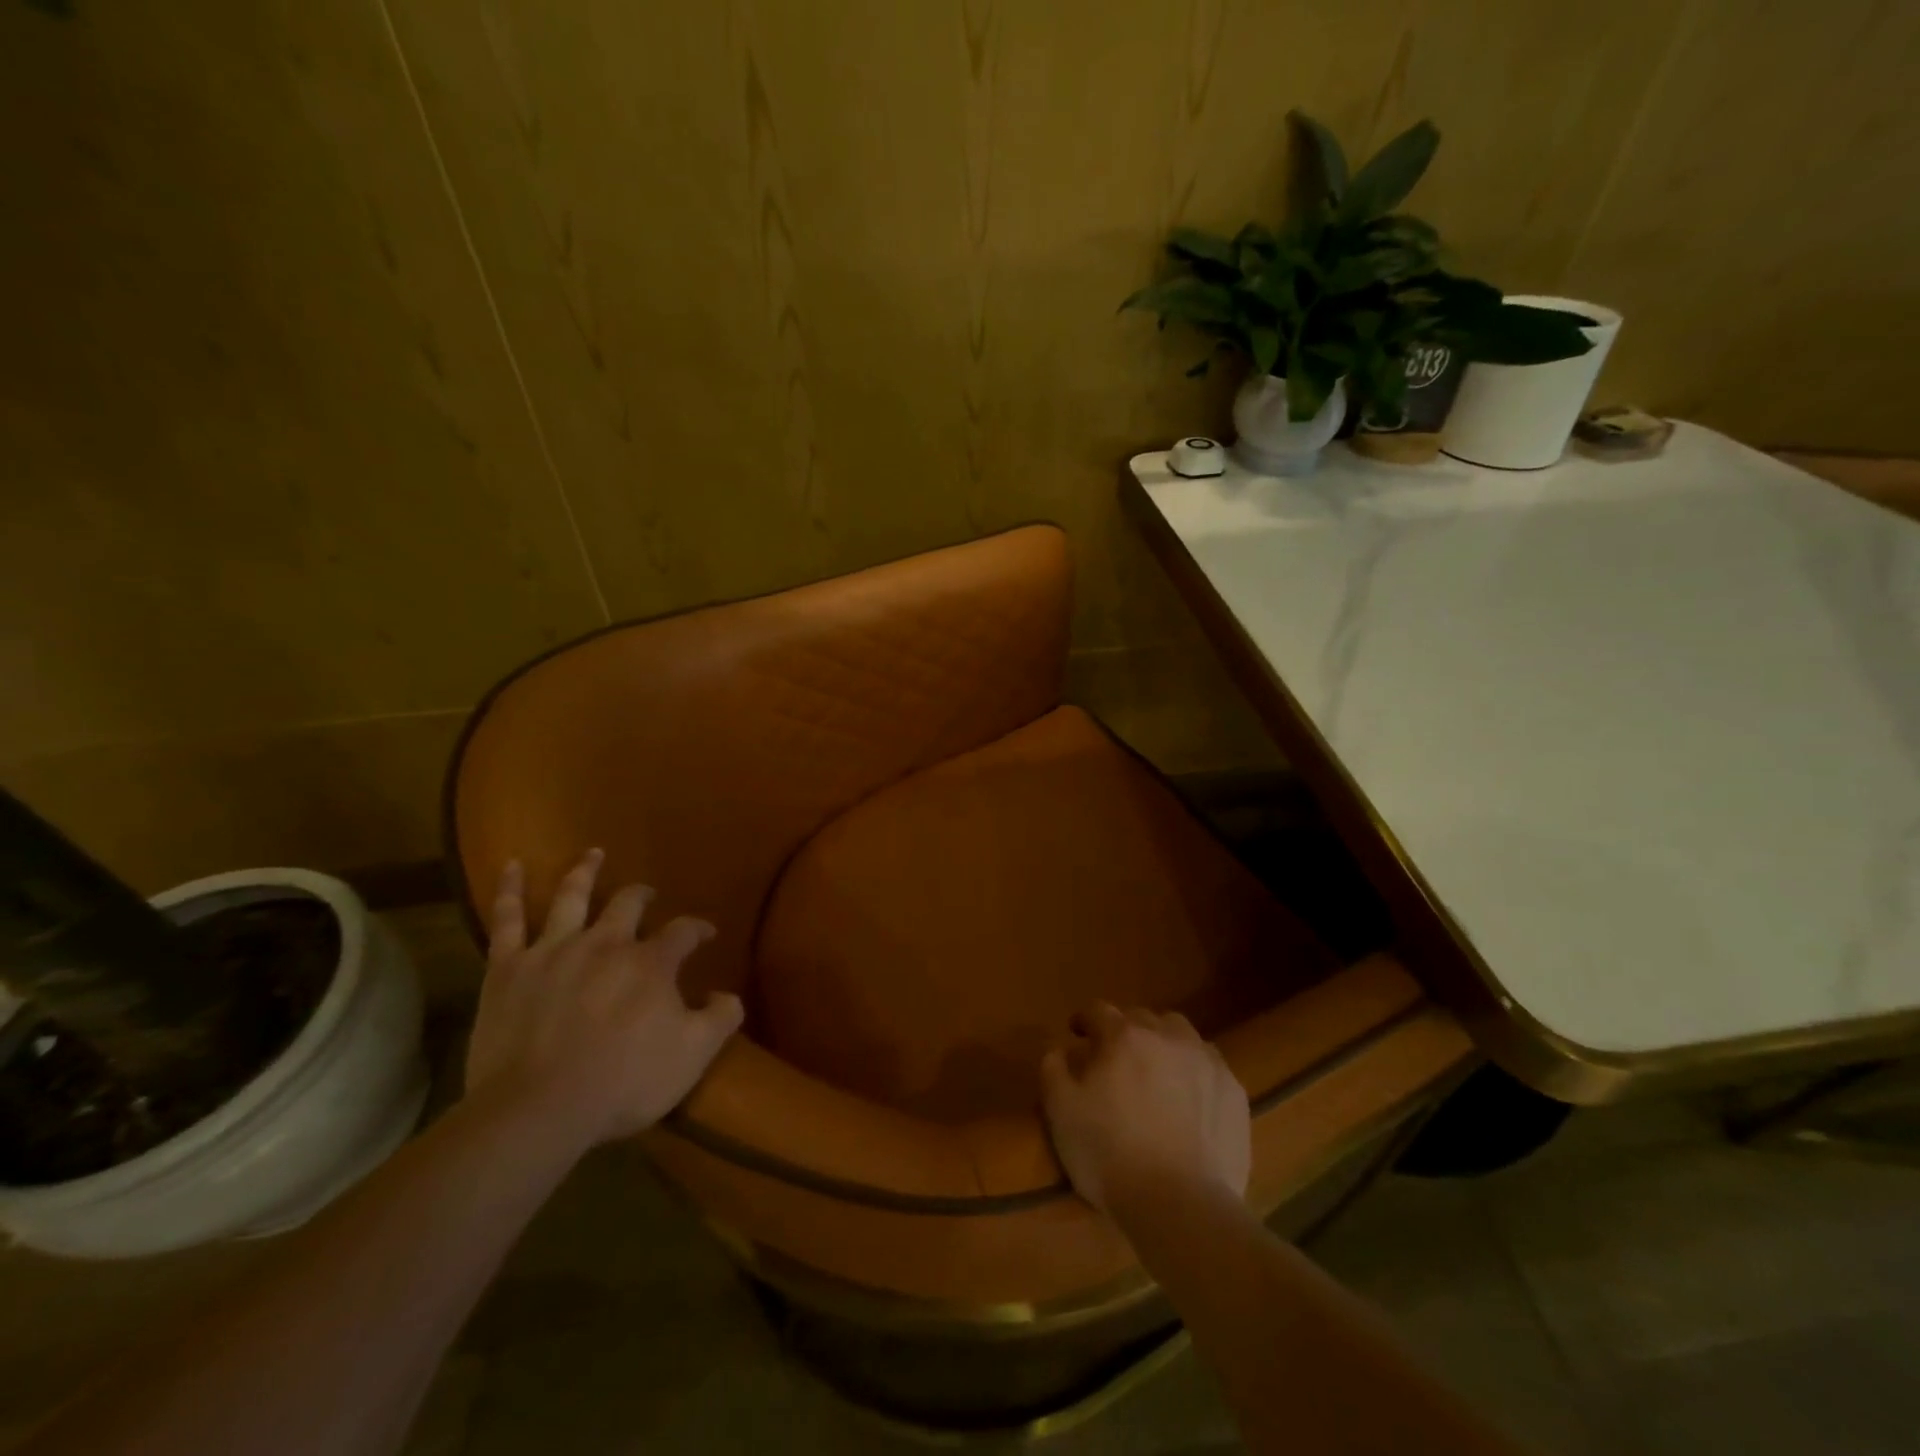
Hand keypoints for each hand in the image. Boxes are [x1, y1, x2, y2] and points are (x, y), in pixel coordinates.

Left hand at [466, 849, 743, 1150]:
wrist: (538, 1110)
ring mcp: (554, 951)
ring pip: (572, 896)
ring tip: (593, 853)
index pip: (683, 931)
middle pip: (628, 904)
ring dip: (585, 872)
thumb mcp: (693, 1056)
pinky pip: (506, 919)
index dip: (697, 929)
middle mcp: (606, 943)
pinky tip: (511, 865)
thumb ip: (720, 1019)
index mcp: (651, 963)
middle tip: (647, 895)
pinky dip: (509, 889)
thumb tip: (729, 995)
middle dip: (642, 896)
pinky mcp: (508, 969)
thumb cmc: (623, 1083)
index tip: (705, 934)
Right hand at [1040, 1004, 1249, 1216]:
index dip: (1084, 1019)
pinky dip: (1195, 1071)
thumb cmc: (1110, 1155)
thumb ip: (1054, 1070)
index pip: (1098, 1011)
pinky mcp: (1234, 1091)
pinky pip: (1210, 1065)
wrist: (1181, 1205)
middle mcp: (1166, 1037)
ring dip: (1164, 1043)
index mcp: (1123, 1037)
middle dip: (1125, 1030)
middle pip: (1142, 1017)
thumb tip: (1059, 1049)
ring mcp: (1205, 1061)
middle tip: (1116, 1058)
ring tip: (1157, 1071)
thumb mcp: (1061, 1113)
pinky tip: (1190, 1098)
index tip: (1077, 1034)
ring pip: (1180, 1033)